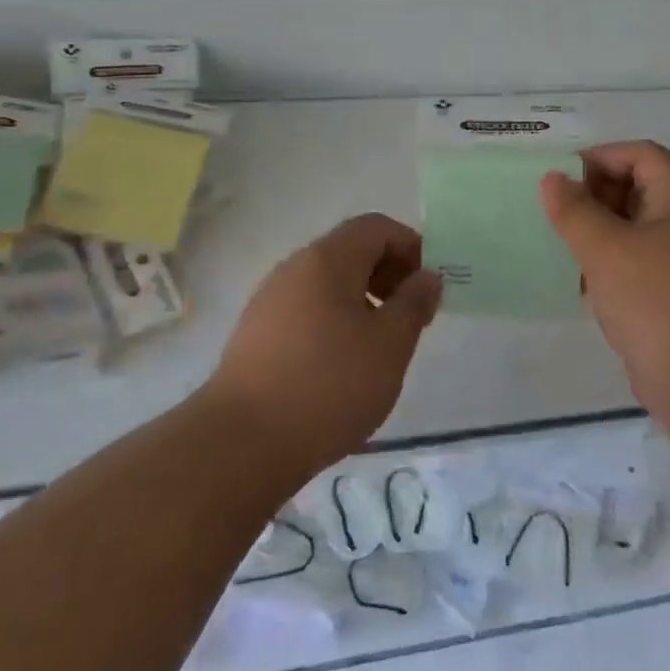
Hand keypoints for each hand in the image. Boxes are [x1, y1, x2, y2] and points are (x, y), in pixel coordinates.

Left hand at [211, 213, 442, 472]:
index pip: (376, 227)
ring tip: (380, 347)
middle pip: (351, 251)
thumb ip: (414, 302)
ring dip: (363, 301)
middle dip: (389, 275)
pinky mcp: (256, 334)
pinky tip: (342, 365)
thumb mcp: (390, 344)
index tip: (428, 288)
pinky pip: (307, 310)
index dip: (411, 247)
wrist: (242, 443)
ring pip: (328, 283)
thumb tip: (427, 276)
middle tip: (411, 318)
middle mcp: (294, 268)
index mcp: (328, 259)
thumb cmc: (329, 384)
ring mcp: (270, 301)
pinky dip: (335, 321)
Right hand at [541, 141, 669, 414]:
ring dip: (600, 232)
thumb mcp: (607, 249)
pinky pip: (641, 264)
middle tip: (555, 213)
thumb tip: (552, 179)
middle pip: (640, 188)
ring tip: (560, 244)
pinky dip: (612, 264)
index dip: (598, 158)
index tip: (558, 178)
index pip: (640, 155)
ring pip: (638, 229)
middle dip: (595, 196)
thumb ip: (575, 210)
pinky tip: (581, 281)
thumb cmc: (658, 300)